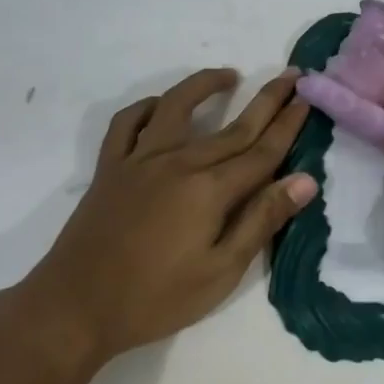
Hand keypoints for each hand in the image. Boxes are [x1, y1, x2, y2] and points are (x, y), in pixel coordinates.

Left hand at [18, 69, 312, 366]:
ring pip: (177, 106)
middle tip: (292, 75)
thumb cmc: (155, 298)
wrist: (75, 308)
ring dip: (205, 85)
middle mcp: (180, 161)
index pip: (262, 149)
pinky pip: (127, 123)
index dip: (288, 124)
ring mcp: (141, 159)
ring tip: (229, 75)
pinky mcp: (110, 166)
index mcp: (211, 189)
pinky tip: (160, 106)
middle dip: (267, 99)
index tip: (307, 98)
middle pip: (234, 125)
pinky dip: (146, 107)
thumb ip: (262, 220)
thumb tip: (304, 180)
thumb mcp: (220, 272)